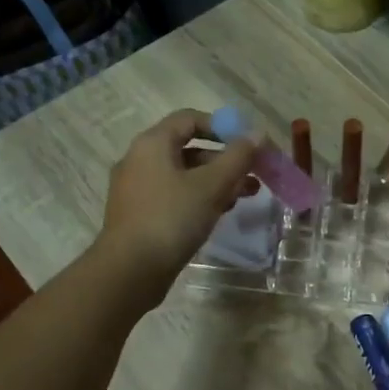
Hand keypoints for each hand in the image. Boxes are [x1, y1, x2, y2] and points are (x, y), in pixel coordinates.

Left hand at [95, 110, 256, 303]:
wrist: (130, 271)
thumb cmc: (171, 219)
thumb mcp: (211, 185)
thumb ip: (238, 157)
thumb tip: (258, 134)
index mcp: (152, 144)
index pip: (189, 119)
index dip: (222, 127)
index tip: (247, 145)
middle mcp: (140, 160)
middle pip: (188, 149)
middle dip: (225, 160)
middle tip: (253, 175)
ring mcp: (137, 190)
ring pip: (183, 176)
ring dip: (216, 182)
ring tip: (244, 196)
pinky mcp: (140, 215)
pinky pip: (174, 196)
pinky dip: (198, 199)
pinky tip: (218, 214)